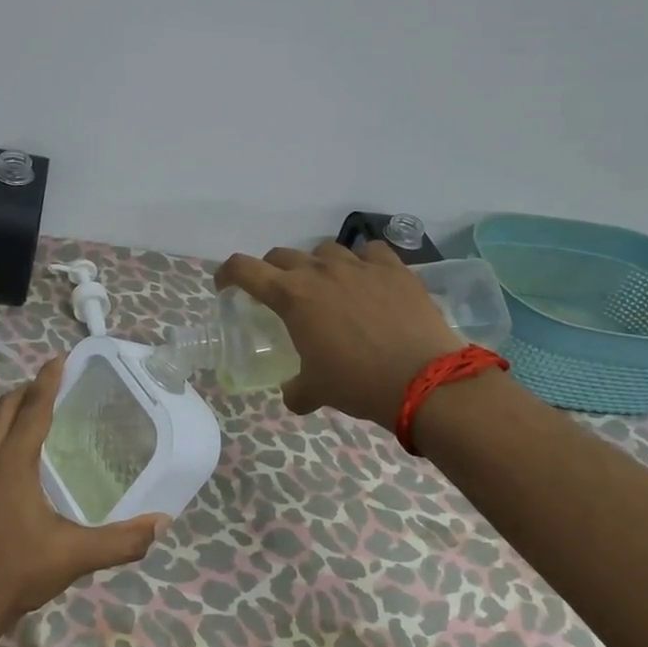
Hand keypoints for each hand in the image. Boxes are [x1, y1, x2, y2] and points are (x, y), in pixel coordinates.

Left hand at [0, 355, 167, 635]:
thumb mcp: (75, 555)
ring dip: (11, 410)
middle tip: (54, 382)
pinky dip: (1, 432)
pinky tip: (16, 453)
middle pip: (5, 409)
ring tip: (36, 408)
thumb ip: (120, 541)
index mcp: (12, 463)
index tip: (60, 357)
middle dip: (28, 390)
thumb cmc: (18, 570)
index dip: (48, 381)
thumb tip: (161, 524)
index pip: (32, 409)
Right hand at [215, 241, 465, 429]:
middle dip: (272, 270)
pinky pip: (371, 251)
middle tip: (279, 293)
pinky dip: (364, 262)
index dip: (227, 273)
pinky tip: (369, 279)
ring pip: (326, 250)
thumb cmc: (357, 383)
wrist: (423, 379)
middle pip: (282, 255)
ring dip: (318, 265)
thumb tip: (294, 396)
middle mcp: (320, 272)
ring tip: (327, 286)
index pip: (244, 269)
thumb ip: (297, 389)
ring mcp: (359, 265)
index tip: (224, 285)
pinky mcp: (394, 268)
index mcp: (291, 296)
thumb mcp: (317, 389)